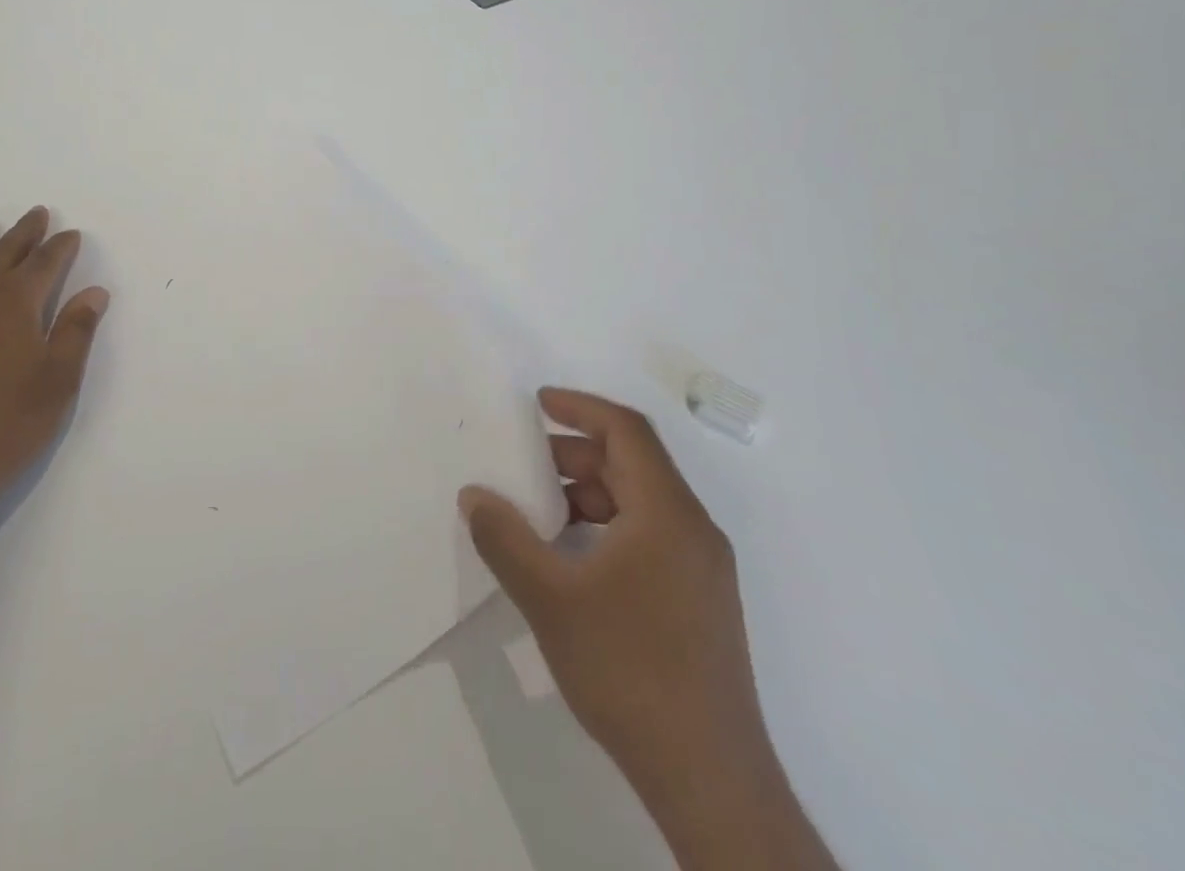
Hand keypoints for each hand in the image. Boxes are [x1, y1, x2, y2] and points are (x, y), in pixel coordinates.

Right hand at [458, 389, 768, 799]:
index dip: (581, 407)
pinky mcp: (700, 603)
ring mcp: (702, 570)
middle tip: (524, 466)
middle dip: (575, 454)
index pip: (627, 431)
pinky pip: (650, 536)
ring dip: (589, 492)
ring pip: (641, 502)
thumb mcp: (549, 597)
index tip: (537, 403)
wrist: (710, 780)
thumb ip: (504, 538)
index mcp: (667, 515)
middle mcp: (694, 531)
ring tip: (539, 514)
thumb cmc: (629, 670)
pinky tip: (571, 559)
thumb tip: (474, 495)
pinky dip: (607, 526)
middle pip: (634, 463)